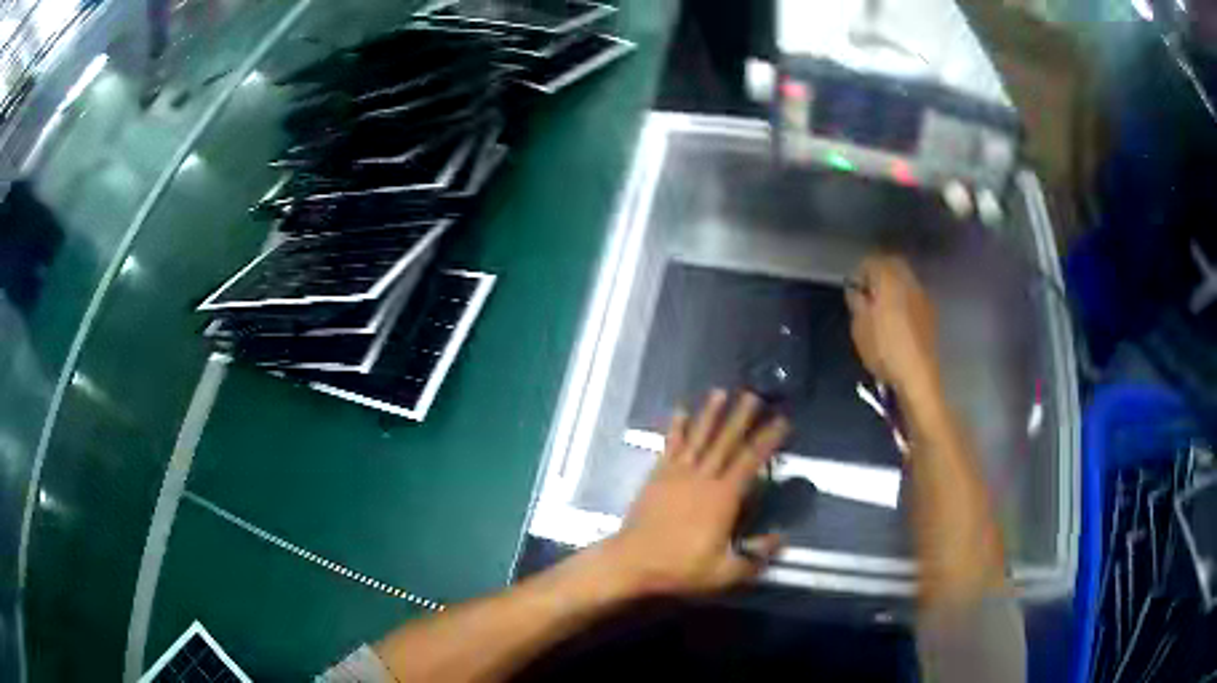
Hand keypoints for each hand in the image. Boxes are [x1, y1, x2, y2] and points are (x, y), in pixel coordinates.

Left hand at [599, 390, 789, 596]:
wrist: (632, 562)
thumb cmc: (681, 568)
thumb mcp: (725, 572)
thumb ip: (756, 556)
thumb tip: (781, 539)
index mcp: (723, 498)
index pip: (751, 461)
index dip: (768, 440)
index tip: (781, 421)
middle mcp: (703, 478)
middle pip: (725, 441)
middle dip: (741, 417)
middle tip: (753, 394)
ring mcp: (677, 474)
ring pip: (698, 437)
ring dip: (710, 414)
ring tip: (720, 392)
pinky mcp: (657, 477)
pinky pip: (670, 446)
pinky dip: (676, 428)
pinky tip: (680, 412)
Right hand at [846, 255, 940, 394]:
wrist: (917, 375)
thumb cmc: (884, 349)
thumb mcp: (860, 327)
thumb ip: (856, 303)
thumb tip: (856, 290)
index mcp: (888, 279)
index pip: (871, 261)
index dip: (859, 273)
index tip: (853, 289)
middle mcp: (908, 281)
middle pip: (892, 264)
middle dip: (879, 273)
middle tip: (867, 292)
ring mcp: (922, 295)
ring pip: (904, 278)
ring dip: (893, 285)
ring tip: (881, 306)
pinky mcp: (930, 312)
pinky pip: (912, 294)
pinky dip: (903, 298)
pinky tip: (897, 317)